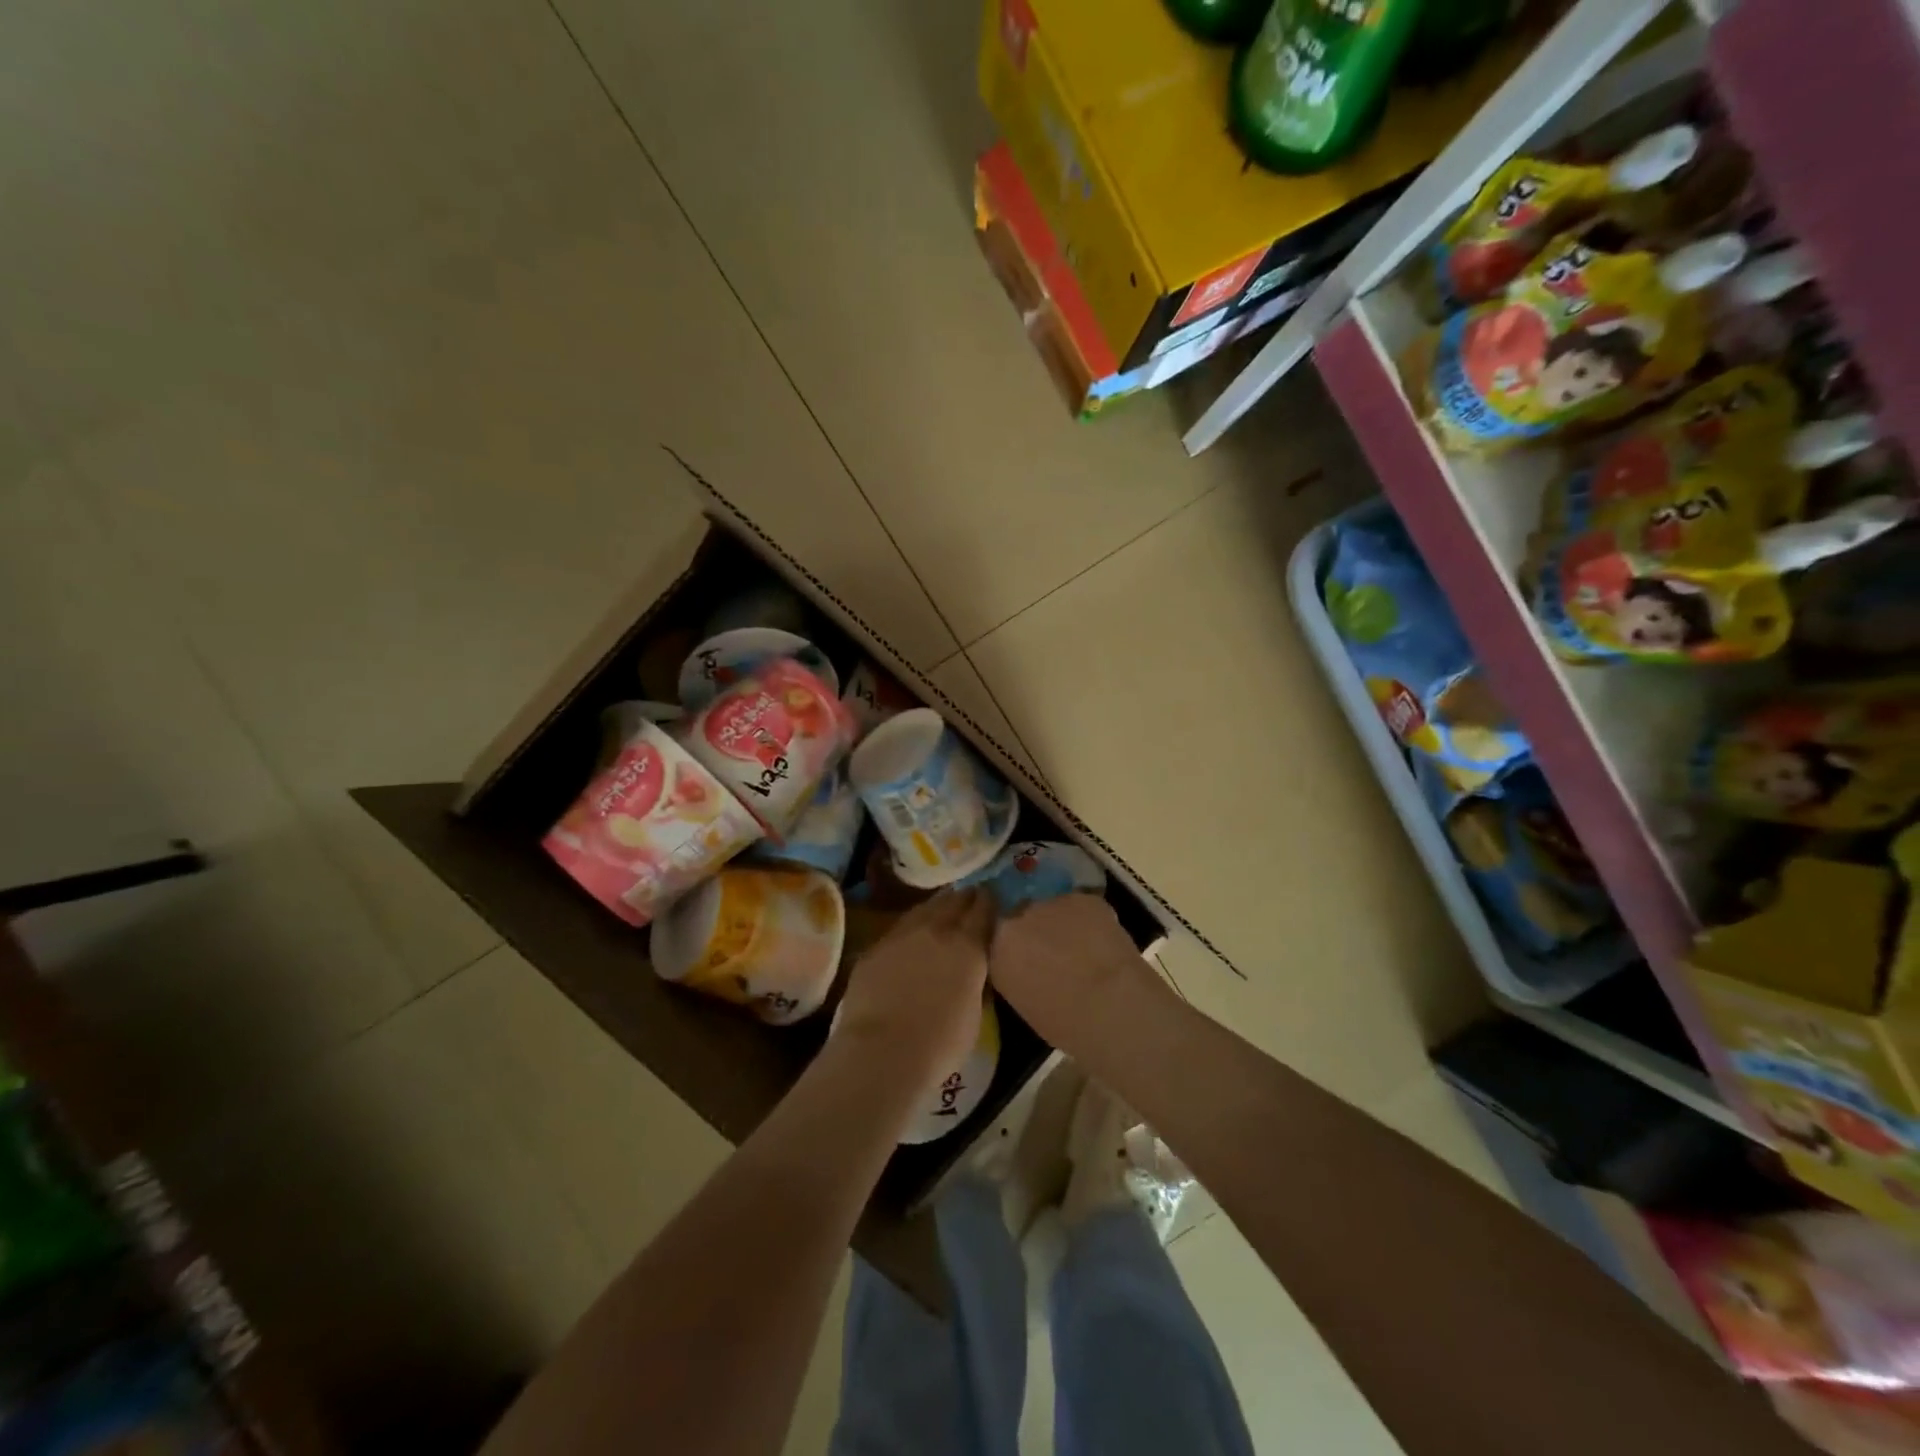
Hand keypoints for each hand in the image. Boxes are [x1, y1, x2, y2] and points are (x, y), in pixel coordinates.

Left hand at [834, 889, 993, 1093]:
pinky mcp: (875, 947)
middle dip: (964, 898)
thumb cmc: (940, 1045)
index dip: (989, 902)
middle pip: (954, 900)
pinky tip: (911, 935)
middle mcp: (936, 929)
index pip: (983, 909)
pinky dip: (910, 926)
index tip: (992, 899)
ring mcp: (902, 934)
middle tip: (970, 897)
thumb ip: (976, 982)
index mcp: (968, 946)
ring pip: (924, 908)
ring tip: (943, 907)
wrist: (882, 1052)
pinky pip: (899, 927)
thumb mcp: (974, 1013)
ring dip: (937, 906)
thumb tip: (974, 970)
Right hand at [990, 894, 1169, 1053]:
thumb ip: (1013, 970)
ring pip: (1051, 906)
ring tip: (1077, 944)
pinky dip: (1087, 919)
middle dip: (1031, 926)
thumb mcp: (1020, 999)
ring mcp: (1050, 902)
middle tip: (1048, 947)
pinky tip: (1099, 940)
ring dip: (1059, 920)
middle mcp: (1016, 916)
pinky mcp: (1083, 898)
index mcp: (996, 946)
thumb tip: (1023, 962)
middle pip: (1020, 913)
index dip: (1008, 938)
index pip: (993, 931)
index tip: (1020, 951)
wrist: (1110, 1005)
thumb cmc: (1062, 1021)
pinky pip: (1079, 905)